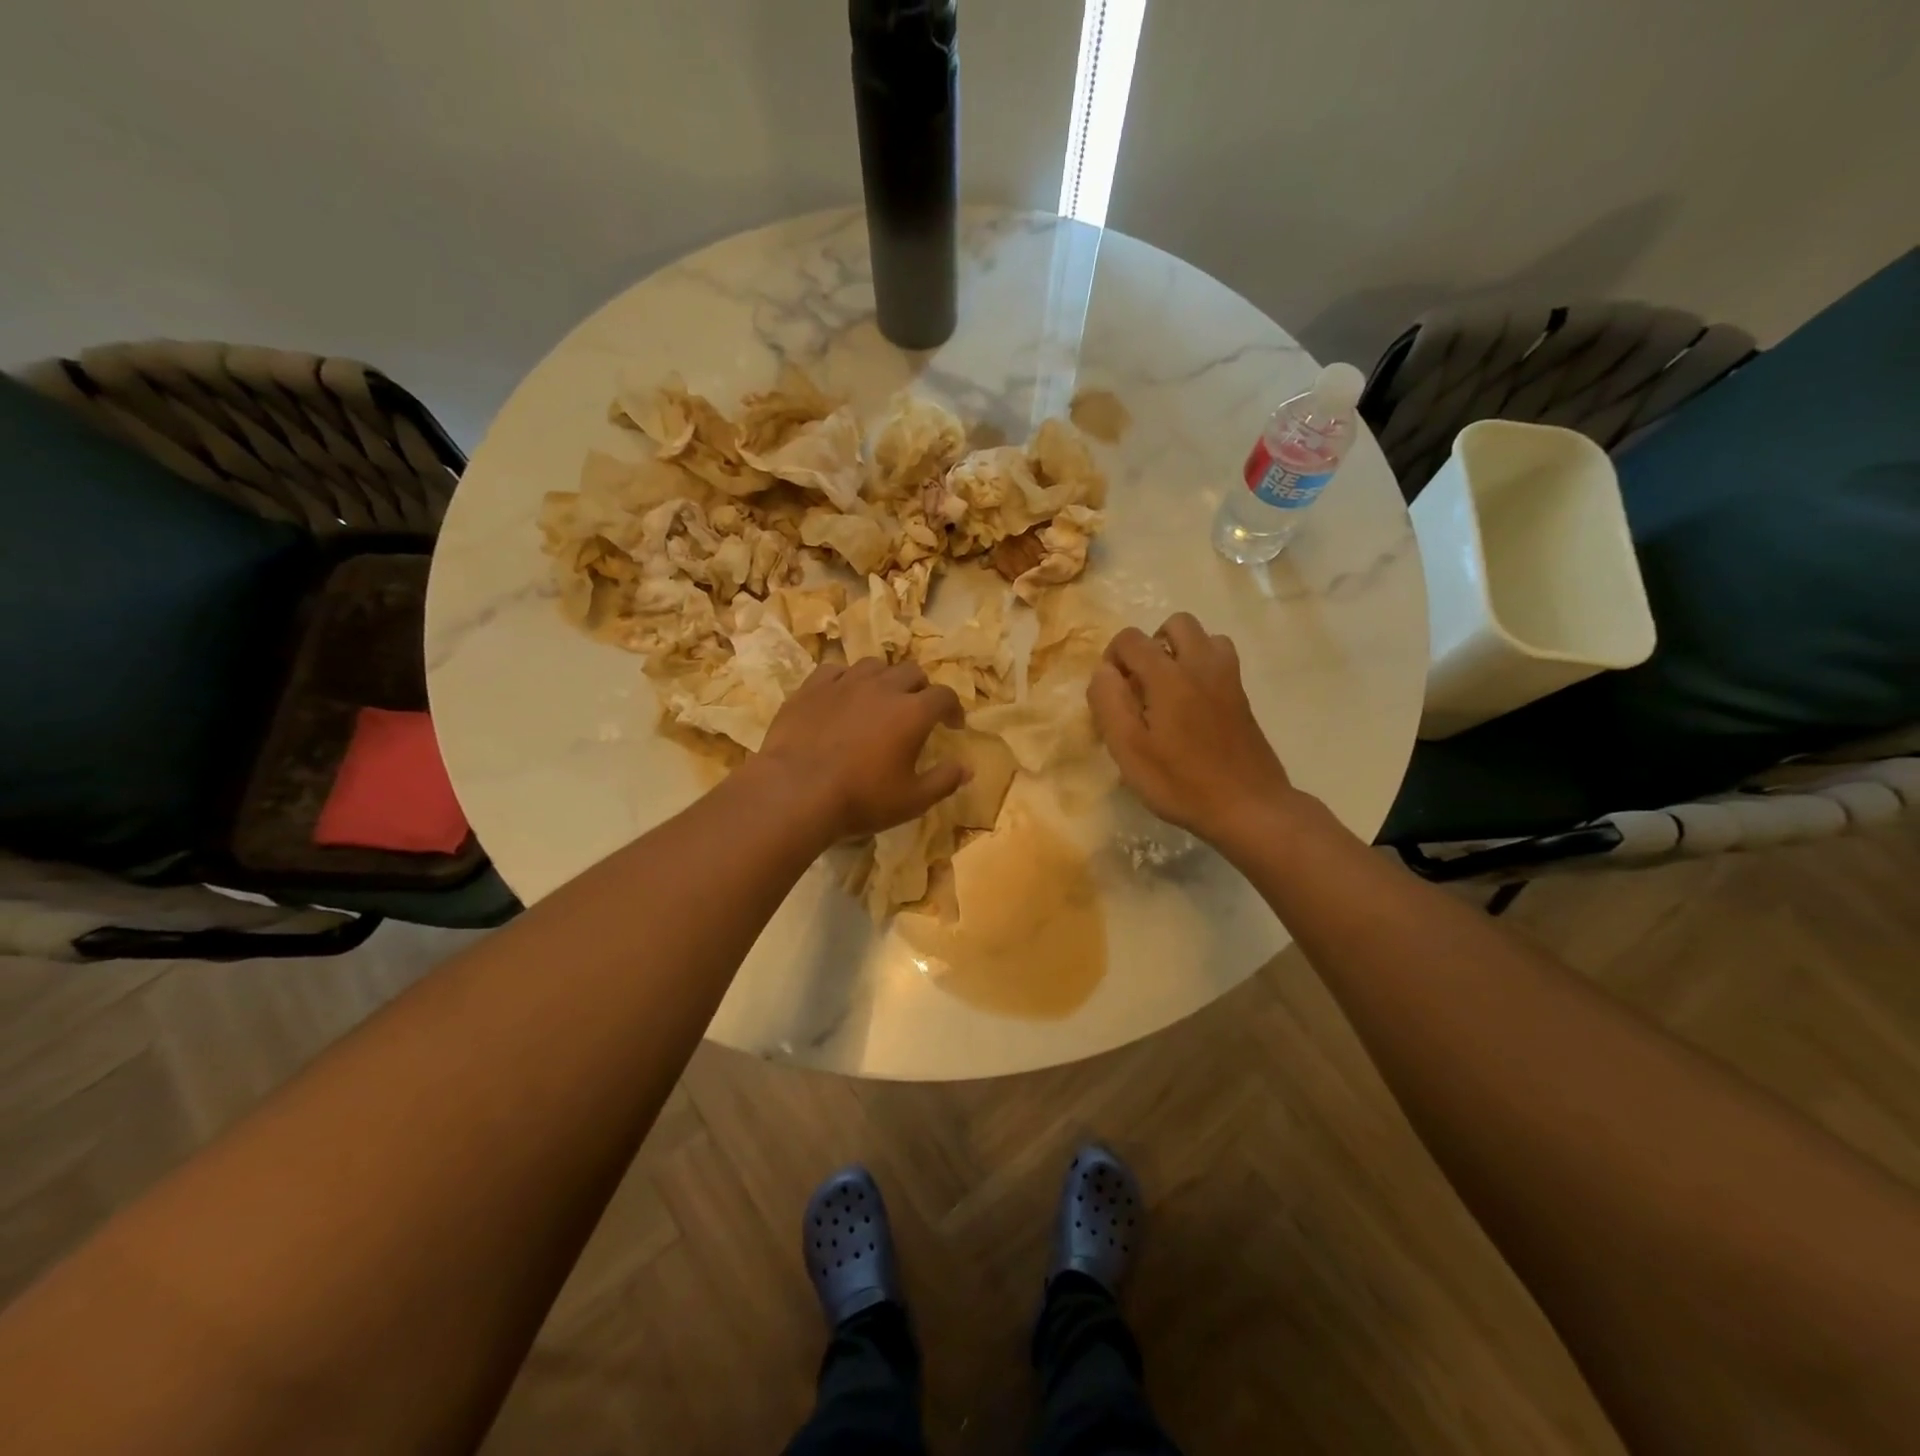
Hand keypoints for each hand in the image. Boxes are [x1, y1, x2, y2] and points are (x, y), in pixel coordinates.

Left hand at [756, 658, 966, 841]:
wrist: (796, 792)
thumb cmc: (861, 799)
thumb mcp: (912, 800)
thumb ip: (944, 781)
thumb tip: (967, 768)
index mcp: (913, 712)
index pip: (945, 696)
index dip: (953, 709)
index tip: (952, 725)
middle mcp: (883, 687)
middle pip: (912, 672)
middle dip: (921, 688)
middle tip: (917, 710)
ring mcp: (844, 683)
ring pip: (874, 665)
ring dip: (884, 679)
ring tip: (880, 698)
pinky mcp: (812, 688)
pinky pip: (835, 670)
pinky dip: (846, 680)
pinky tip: (842, 696)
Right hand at [1088, 613, 1299, 844]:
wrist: (1249, 807)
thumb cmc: (1180, 782)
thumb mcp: (1129, 750)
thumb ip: (1109, 703)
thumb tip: (1104, 671)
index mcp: (1169, 676)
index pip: (1132, 639)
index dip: (1112, 657)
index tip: (1111, 692)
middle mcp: (1202, 666)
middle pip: (1176, 623)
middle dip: (1151, 644)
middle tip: (1141, 684)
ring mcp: (1229, 679)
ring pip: (1205, 638)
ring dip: (1181, 652)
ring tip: (1167, 689)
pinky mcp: (1243, 698)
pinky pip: (1220, 661)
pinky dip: (1201, 668)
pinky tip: (1192, 707)